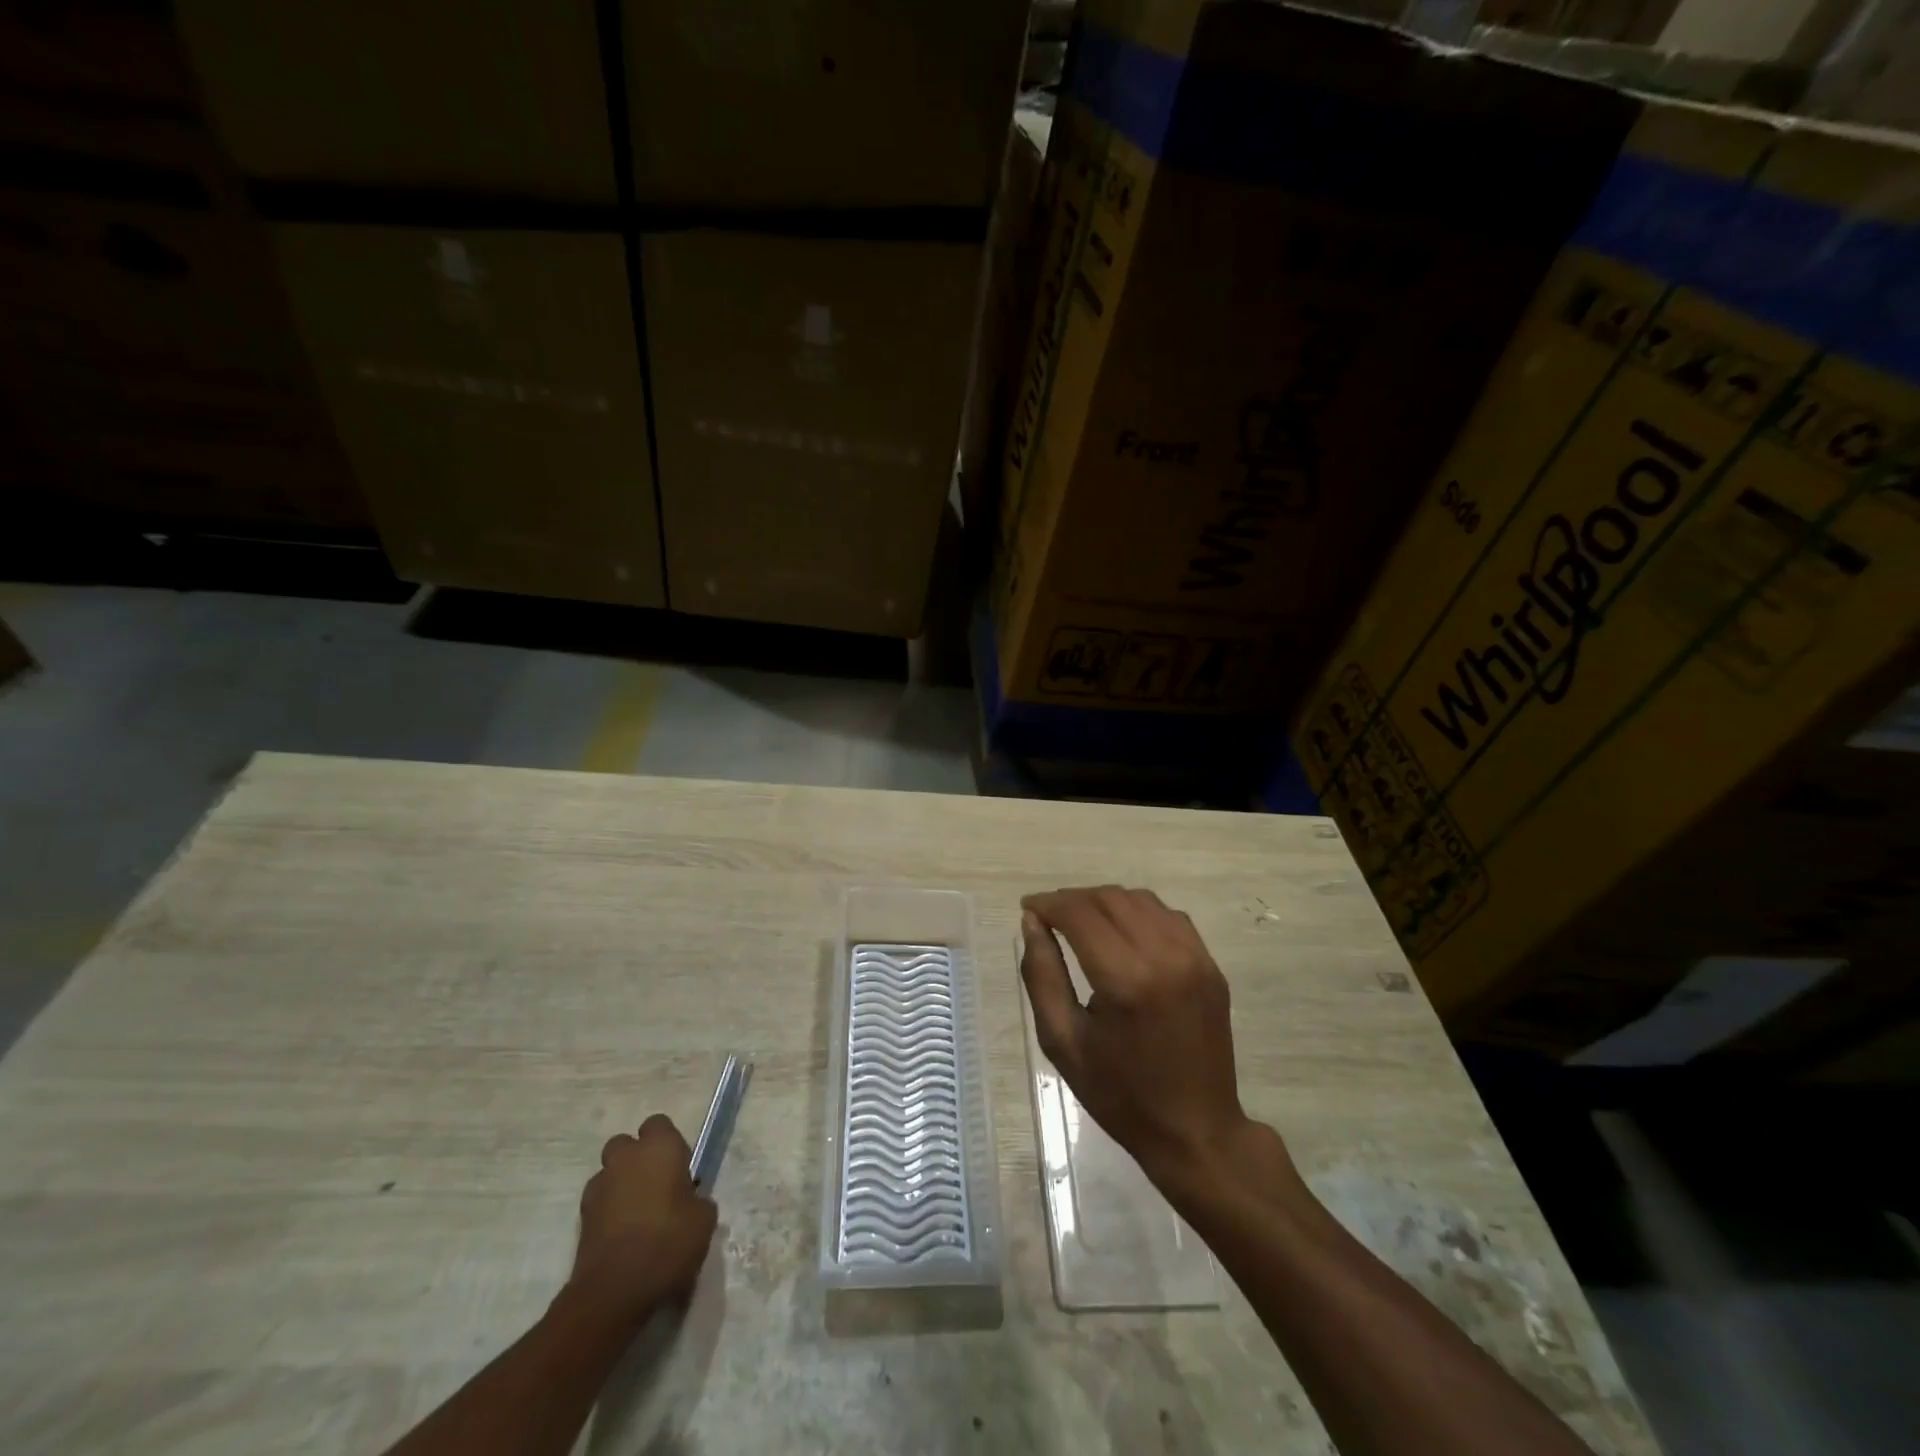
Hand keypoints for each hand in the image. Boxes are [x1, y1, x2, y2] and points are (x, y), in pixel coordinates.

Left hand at [570, 1114, 716, 1321]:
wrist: (614, 1292)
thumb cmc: (668, 1243)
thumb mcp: (704, 1220)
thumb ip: (697, 1200)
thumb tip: (690, 1201)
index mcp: (659, 1148)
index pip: (659, 1124)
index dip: (668, 1143)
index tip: (679, 1168)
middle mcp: (626, 1158)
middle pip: (626, 1145)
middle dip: (636, 1160)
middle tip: (656, 1187)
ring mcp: (598, 1188)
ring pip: (609, 1174)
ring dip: (621, 1186)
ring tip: (637, 1216)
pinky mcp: (580, 1219)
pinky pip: (599, 1203)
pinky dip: (608, 1212)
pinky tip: (623, 1237)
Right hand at [1021, 886, 1280, 1188]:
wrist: (1196, 1132)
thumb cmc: (1120, 1094)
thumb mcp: (1063, 1042)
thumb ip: (1042, 975)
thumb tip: (1031, 922)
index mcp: (1126, 981)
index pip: (1080, 914)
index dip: (1049, 903)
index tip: (1028, 907)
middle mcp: (1164, 957)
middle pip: (1110, 899)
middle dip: (1073, 900)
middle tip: (1049, 916)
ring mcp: (1195, 958)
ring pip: (1141, 899)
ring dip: (1105, 901)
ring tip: (1081, 921)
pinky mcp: (1210, 965)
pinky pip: (1169, 916)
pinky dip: (1138, 912)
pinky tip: (1121, 932)